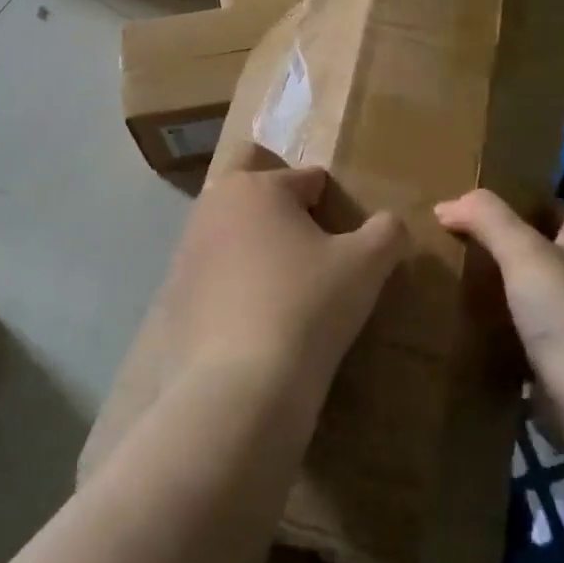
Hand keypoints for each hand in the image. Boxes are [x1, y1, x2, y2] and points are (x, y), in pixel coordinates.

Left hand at [155, 163, 406, 394]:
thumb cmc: (309, 305)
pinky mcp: (173, 293)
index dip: (330, 203)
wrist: (241, 384)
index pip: (306, 178)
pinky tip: (253, 319)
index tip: (342, 238)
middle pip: (254, 190)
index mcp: (258, 186)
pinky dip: (231, 284)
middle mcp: (214, 206)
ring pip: (228, 230)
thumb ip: (386, 232)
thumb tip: (390, 224)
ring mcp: (186, 250)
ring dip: (253, 245)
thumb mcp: (367, 266)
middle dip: (279, 208)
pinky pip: (211, 274)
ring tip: (282, 287)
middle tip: (307, 249)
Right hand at [434, 190, 563, 380]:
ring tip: (455, 285)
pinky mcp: (555, 367)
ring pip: (531, 301)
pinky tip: (466, 332)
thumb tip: (446, 205)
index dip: (537, 206)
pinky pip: (520, 343)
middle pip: (546, 259)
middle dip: (510, 251)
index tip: (496, 204)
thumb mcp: (523, 250)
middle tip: (463, 244)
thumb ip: (487, 219)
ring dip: (501, 295)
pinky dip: (497, 338)